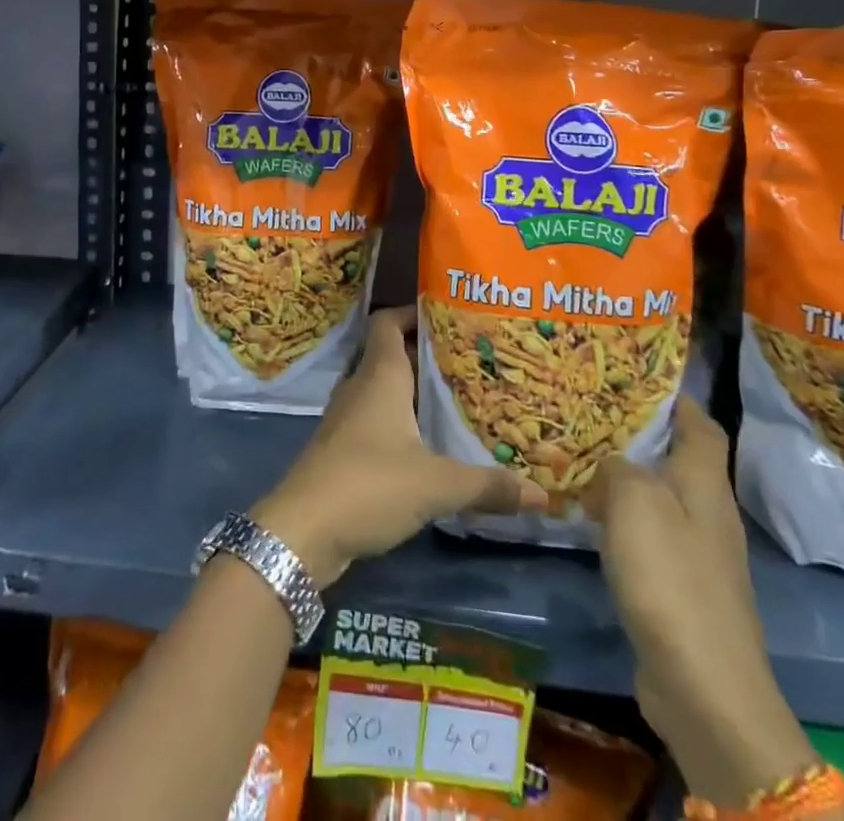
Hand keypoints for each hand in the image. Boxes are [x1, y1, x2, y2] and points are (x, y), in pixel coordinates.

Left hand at [252, 306, 548, 587]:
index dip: (413, 312)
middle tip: (469, 361)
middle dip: (426, 354)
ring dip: (413, 390)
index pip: (389, 322)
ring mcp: (346, 418)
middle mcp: (360, 387)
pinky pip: (375, 419)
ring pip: (383, 388)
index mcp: (380, 376)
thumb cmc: (369, 485)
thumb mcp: (436, 485)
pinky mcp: (342, 449)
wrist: (302, 531)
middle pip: (391, 354)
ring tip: (455, 399)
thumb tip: (541, 493)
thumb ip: (487, 485)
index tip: (449, 317)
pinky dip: (400, 421)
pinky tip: (427, 444)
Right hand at [586, 399, 818, 809]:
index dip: (674, 397)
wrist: (704, 685)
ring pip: (656, 495)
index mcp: (704, 482)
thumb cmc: (670, 576)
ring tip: (578, 458)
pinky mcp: (679, 586)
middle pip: (676, 457)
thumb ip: (617, 466)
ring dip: (623, 477)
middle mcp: (706, 511)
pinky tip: (588, 518)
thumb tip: (609, 461)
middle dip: (637, 434)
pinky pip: (647, 533)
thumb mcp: (634, 501)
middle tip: (588, 413)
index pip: (700, 423)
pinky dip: (620, 518)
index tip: (634, 377)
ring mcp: (696, 552)